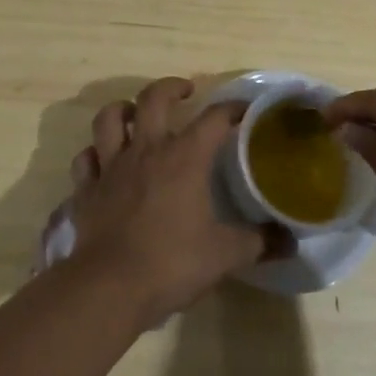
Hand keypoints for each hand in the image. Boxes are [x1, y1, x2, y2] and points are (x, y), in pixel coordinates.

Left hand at [66, 78, 282, 323]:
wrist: (109, 287)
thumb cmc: (172, 263)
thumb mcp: (225, 255)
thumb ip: (259, 242)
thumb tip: (290, 241)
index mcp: (184, 158)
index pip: (213, 118)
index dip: (232, 109)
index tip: (244, 110)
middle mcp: (146, 151)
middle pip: (152, 98)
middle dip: (170, 88)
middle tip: (185, 93)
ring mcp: (111, 167)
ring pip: (109, 119)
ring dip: (123, 110)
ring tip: (136, 114)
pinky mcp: (86, 190)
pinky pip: (86, 159)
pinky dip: (94, 154)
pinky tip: (103, 161)